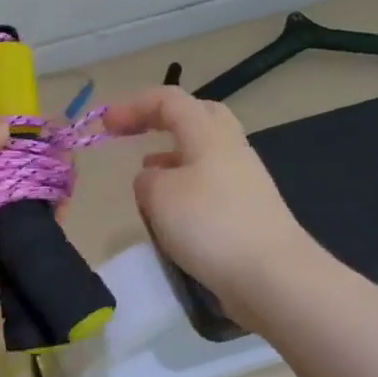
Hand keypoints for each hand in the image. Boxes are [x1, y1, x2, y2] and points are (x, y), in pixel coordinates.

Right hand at [105, 87, 312, 314]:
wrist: (272, 275)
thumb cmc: (210, 225)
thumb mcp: (159, 196)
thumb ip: (146, 180)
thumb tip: (152, 179)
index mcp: (208, 135)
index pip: (170, 101)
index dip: (134, 105)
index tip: (105, 125)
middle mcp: (231, 149)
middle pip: (199, 116)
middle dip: (164, 119)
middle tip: (136, 133)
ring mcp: (245, 181)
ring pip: (205, 153)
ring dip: (173, 157)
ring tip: (146, 176)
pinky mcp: (249, 211)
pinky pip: (211, 185)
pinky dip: (185, 187)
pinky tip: (172, 213)